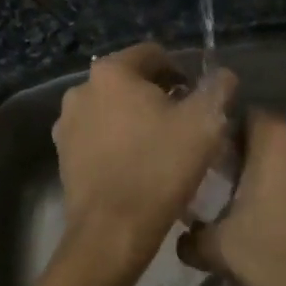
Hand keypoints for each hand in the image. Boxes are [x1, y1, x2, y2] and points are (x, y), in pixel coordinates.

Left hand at [53, 43, 237, 271]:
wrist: (112, 231)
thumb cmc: (160, 168)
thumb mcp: (204, 124)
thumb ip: (217, 89)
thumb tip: (222, 75)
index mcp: (111, 72)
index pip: (153, 54)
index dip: (182, 71)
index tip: (198, 98)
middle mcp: (81, 89)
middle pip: (130, 81)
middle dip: (158, 95)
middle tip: (184, 123)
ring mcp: (67, 123)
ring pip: (112, 109)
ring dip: (136, 119)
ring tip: (162, 146)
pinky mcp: (63, 154)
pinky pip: (97, 136)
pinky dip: (118, 141)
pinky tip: (138, 165)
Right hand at [179, 112, 285, 285]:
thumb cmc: (277, 261)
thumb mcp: (218, 250)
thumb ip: (191, 232)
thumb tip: (184, 232)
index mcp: (275, 139)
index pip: (243, 119)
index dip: (230, 142)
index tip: (223, 171)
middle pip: (277, 134)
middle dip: (262, 156)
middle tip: (249, 192)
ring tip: (284, 205)